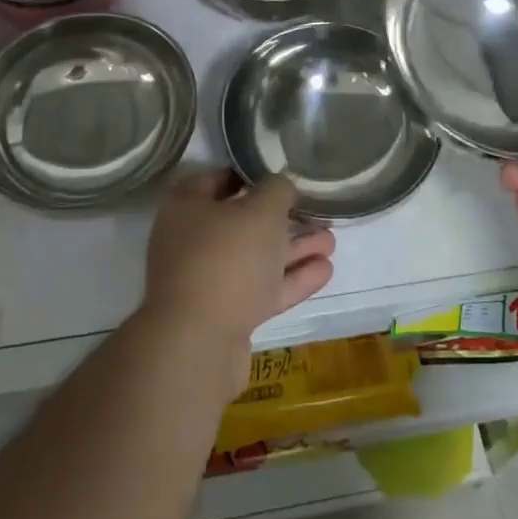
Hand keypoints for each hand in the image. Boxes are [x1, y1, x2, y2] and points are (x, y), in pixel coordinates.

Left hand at [141, 169, 335, 378]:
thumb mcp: (260, 210)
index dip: (247, 174)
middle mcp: (191, 242)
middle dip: (280, 218)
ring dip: (293, 250)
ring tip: (331, 240)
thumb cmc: (226, 258)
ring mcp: (207, 282)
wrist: (199, 345)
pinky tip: (325, 270)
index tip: (278, 174)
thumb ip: (277, 190)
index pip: (215, 179)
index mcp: (186, 208)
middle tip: (315, 211)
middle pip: (240, 222)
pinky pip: (262, 289)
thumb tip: (281, 185)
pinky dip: (291, 279)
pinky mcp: (225, 316)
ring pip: (256, 258)